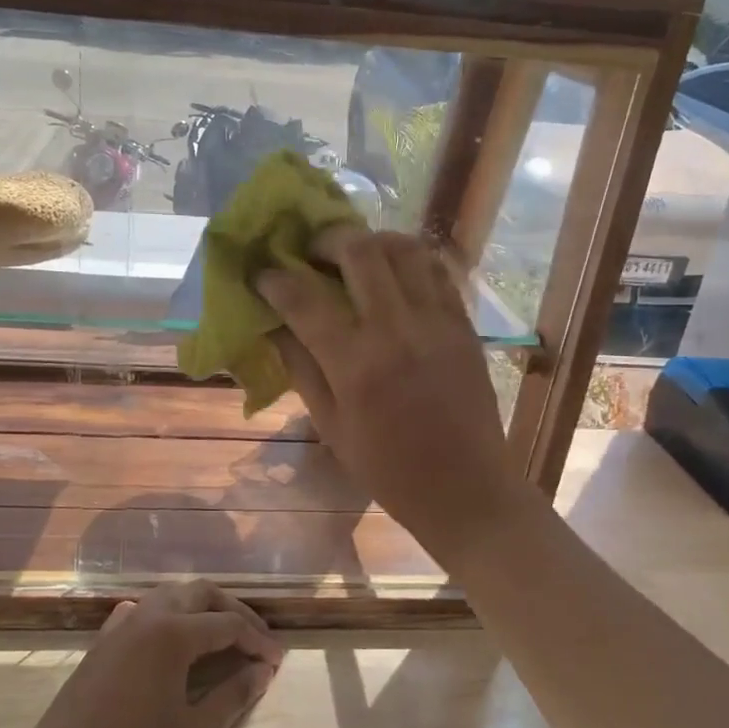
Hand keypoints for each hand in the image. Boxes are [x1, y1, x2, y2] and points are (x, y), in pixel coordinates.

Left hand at [0, 582, 282, 727]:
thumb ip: (233, 696)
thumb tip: (264, 670)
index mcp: (174, 633)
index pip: (228, 624)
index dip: (258, 640)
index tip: (277, 661)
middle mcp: (148, 616)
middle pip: (200, 593)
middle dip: (233, 610)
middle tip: (256, 638)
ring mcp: (121, 625)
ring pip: (169, 595)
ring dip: (200, 607)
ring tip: (222, 633)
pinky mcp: (102, 641)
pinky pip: (141, 611)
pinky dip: (166, 614)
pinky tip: (168, 634)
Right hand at [257, 229, 541, 554]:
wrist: (466, 488)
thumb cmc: (388, 469)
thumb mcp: (331, 426)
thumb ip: (301, 368)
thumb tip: (274, 325)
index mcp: (356, 365)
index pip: (304, 299)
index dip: (275, 279)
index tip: (262, 273)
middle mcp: (396, 330)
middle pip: (359, 251)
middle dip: (326, 240)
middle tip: (311, 252)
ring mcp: (436, 322)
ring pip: (403, 249)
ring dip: (371, 240)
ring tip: (354, 254)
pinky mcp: (463, 324)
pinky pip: (437, 269)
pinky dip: (409, 258)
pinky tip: (393, 270)